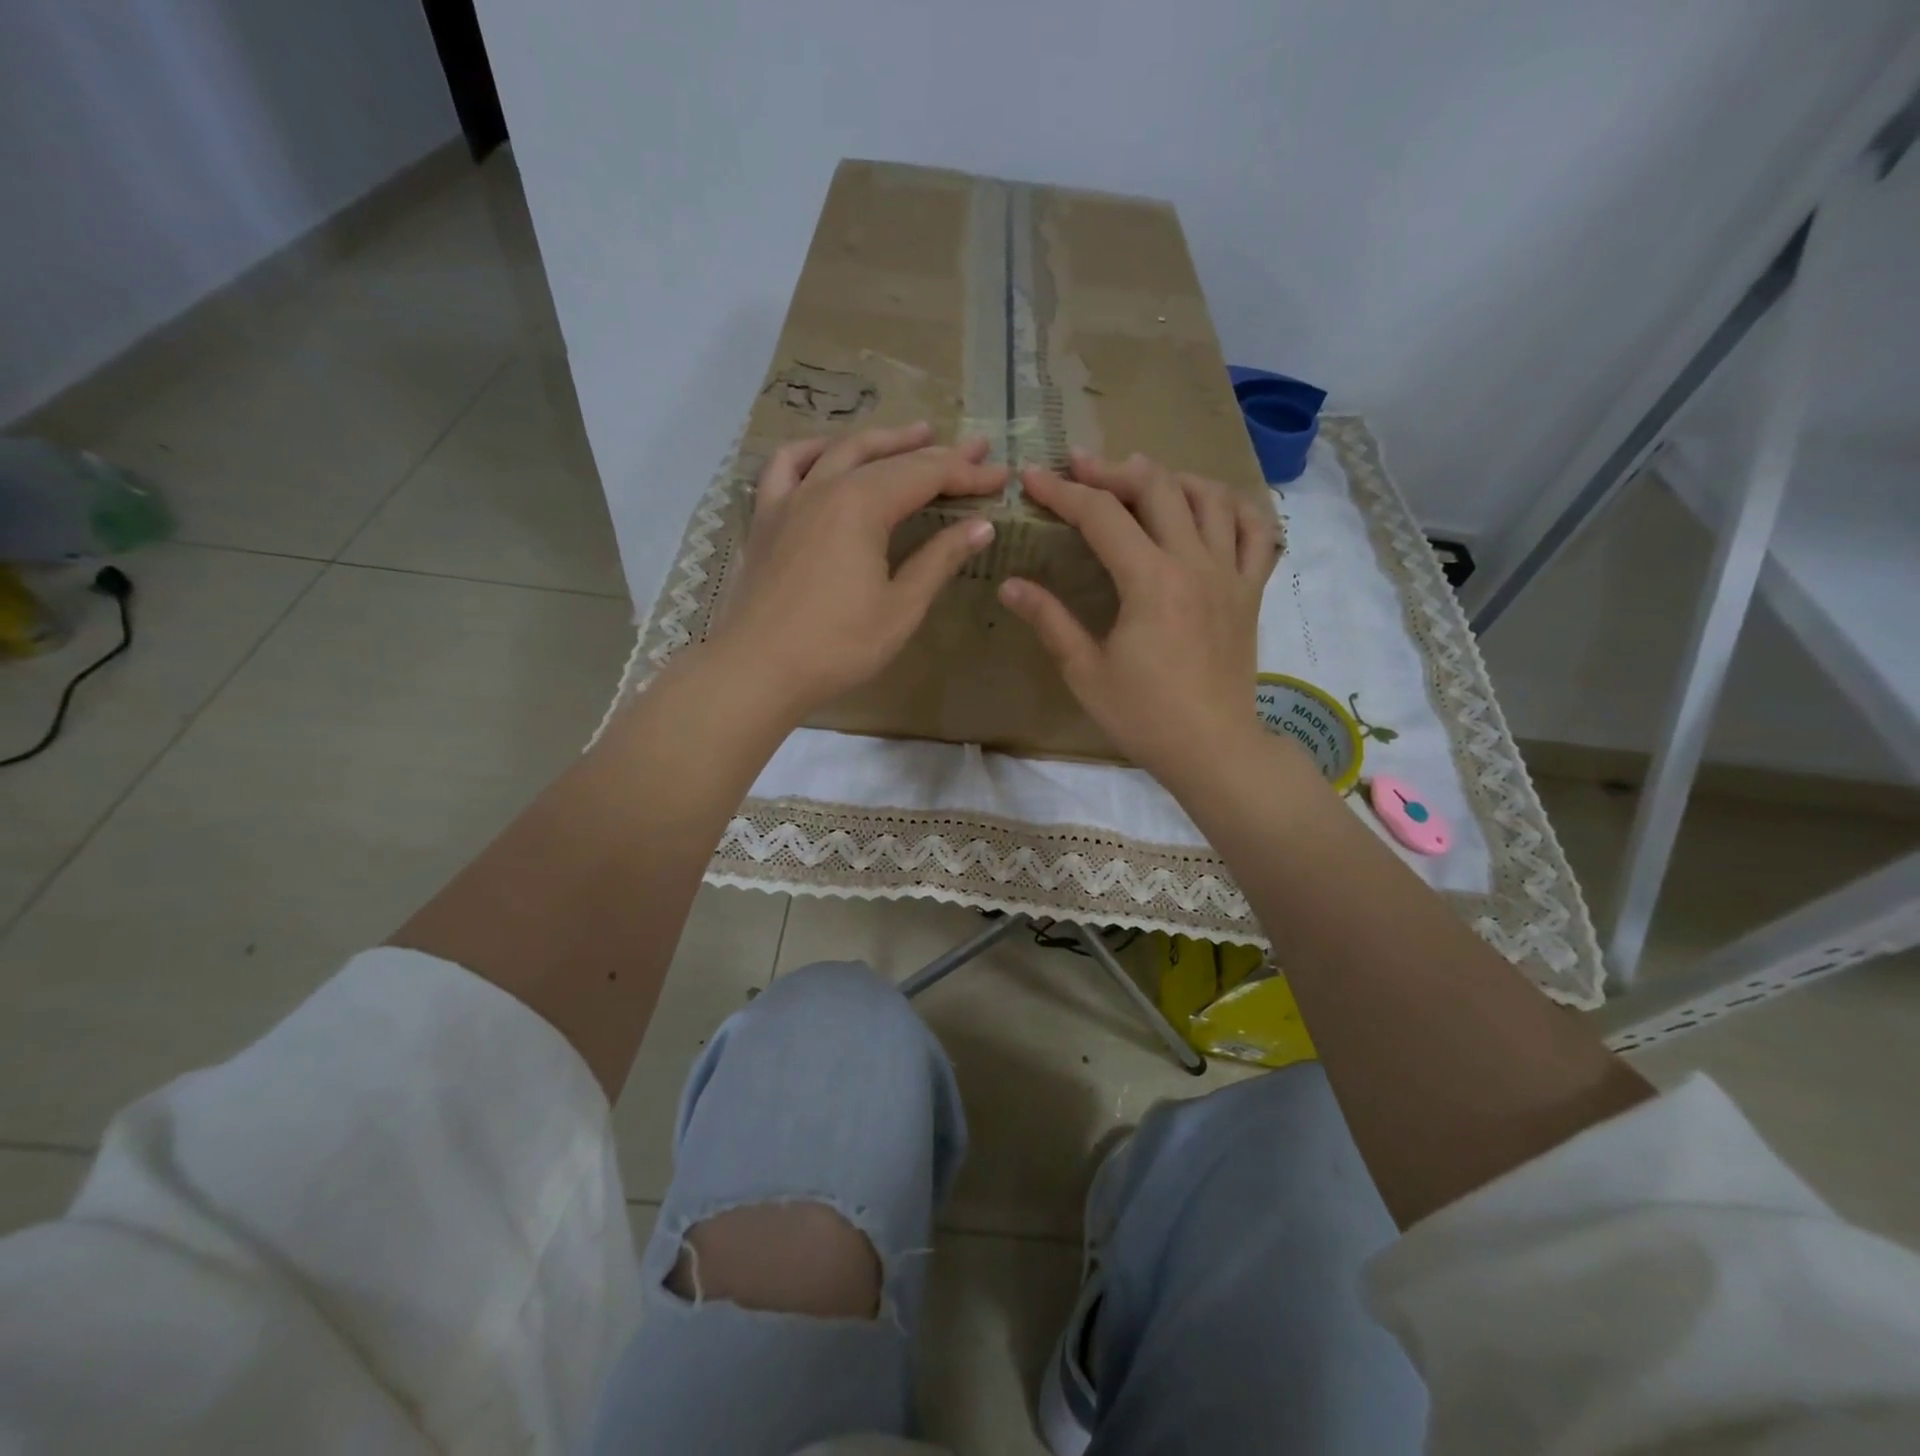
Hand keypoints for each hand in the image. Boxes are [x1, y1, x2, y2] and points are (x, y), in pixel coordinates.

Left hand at [711, 422, 1007, 719]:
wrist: (757, 669)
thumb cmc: (837, 645)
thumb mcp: (901, 607)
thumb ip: (939, 560)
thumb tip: (981, 526)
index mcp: (862, 505)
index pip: (926, 475)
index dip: (967, 473)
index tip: (1001, 475)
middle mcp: (825, 487)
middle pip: (888, 457)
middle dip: (936, 451)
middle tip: (975, 447)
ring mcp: (789, 498)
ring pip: (841, 450)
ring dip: (882, 440)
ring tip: (914, 435)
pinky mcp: (765, 518)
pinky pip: (786, 466)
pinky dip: (813, 451)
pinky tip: (828, 454)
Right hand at [998, 450, 1278, 784]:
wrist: (1212, 749)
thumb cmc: (1144, 716)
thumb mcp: (1085, 672)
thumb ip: (1049, 620)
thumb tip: (1010, 585)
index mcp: (1151, 581)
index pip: (1102, 516)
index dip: (1063, 492)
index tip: (1034, 478)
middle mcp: (1195, 563)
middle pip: (1158, 487)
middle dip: (1113, 470)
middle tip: (1082, 468)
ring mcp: (1230, 574)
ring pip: (1211, 497)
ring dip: (1172, 477)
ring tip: (1142, 479)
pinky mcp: (1251, 591)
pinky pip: (1257, 531)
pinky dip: (1234, 507)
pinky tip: (1211, 507)